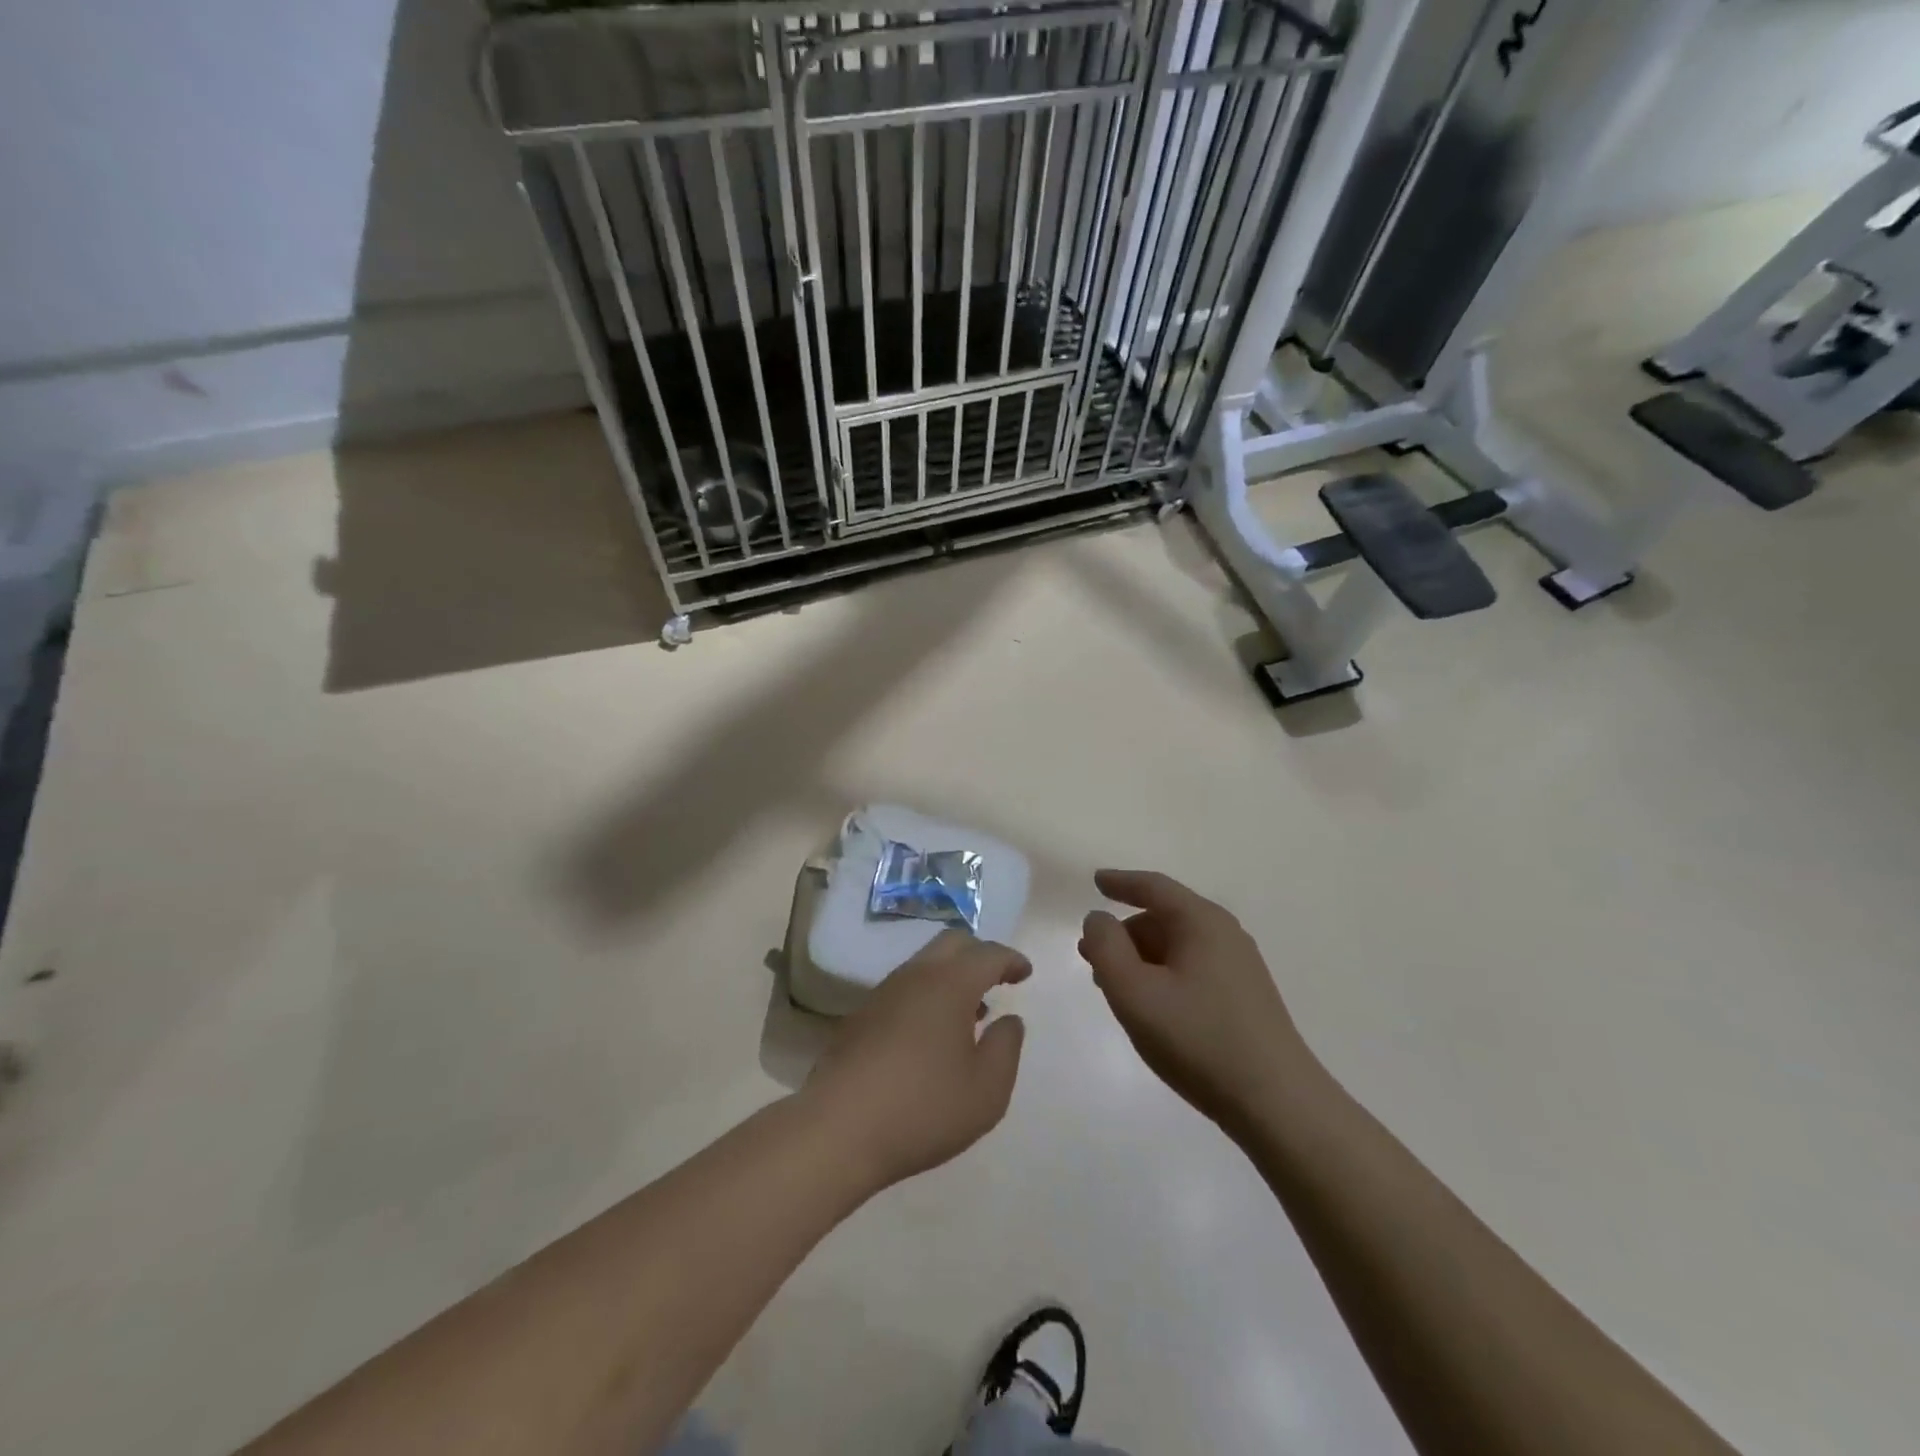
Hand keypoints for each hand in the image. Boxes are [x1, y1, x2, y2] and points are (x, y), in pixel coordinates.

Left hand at [804, 930, 1029, 1190]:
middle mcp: (915, 976)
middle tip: (998, 980)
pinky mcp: (861, 1016)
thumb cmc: (922, 1109)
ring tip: (970, 1013)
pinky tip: (932, 1034)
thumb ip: (1006, 1048)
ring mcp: (883, 993)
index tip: (1025, 973)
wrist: (838, 1129)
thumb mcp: (986, 1091)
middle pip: (952, 944)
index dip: (1010, 959)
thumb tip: (1009, 1020)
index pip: (987, 954)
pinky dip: (928, 994)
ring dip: (952, 976)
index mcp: (949, 984)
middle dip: (979, 955)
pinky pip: (905, 987)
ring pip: (925, 964)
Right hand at [1079, 869, 1315, 1135]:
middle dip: (1125, 933)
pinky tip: (1151, 1007)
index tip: (1096, 881)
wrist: (1277, 1104)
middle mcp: (1225, 934)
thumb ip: (1105, 947)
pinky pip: (1192, 969)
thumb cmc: (1198, 1039)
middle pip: (1164, 917)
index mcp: (1201, 922)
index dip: (1120, 882)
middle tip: (1092, 956)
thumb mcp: (1134, 992)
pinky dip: (1162, 976)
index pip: (1154, 887)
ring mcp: (1239, 967)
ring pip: (1177, 947)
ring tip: (1115, 988)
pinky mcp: (1244, 998)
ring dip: (1141, 958)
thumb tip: (1098, 919)